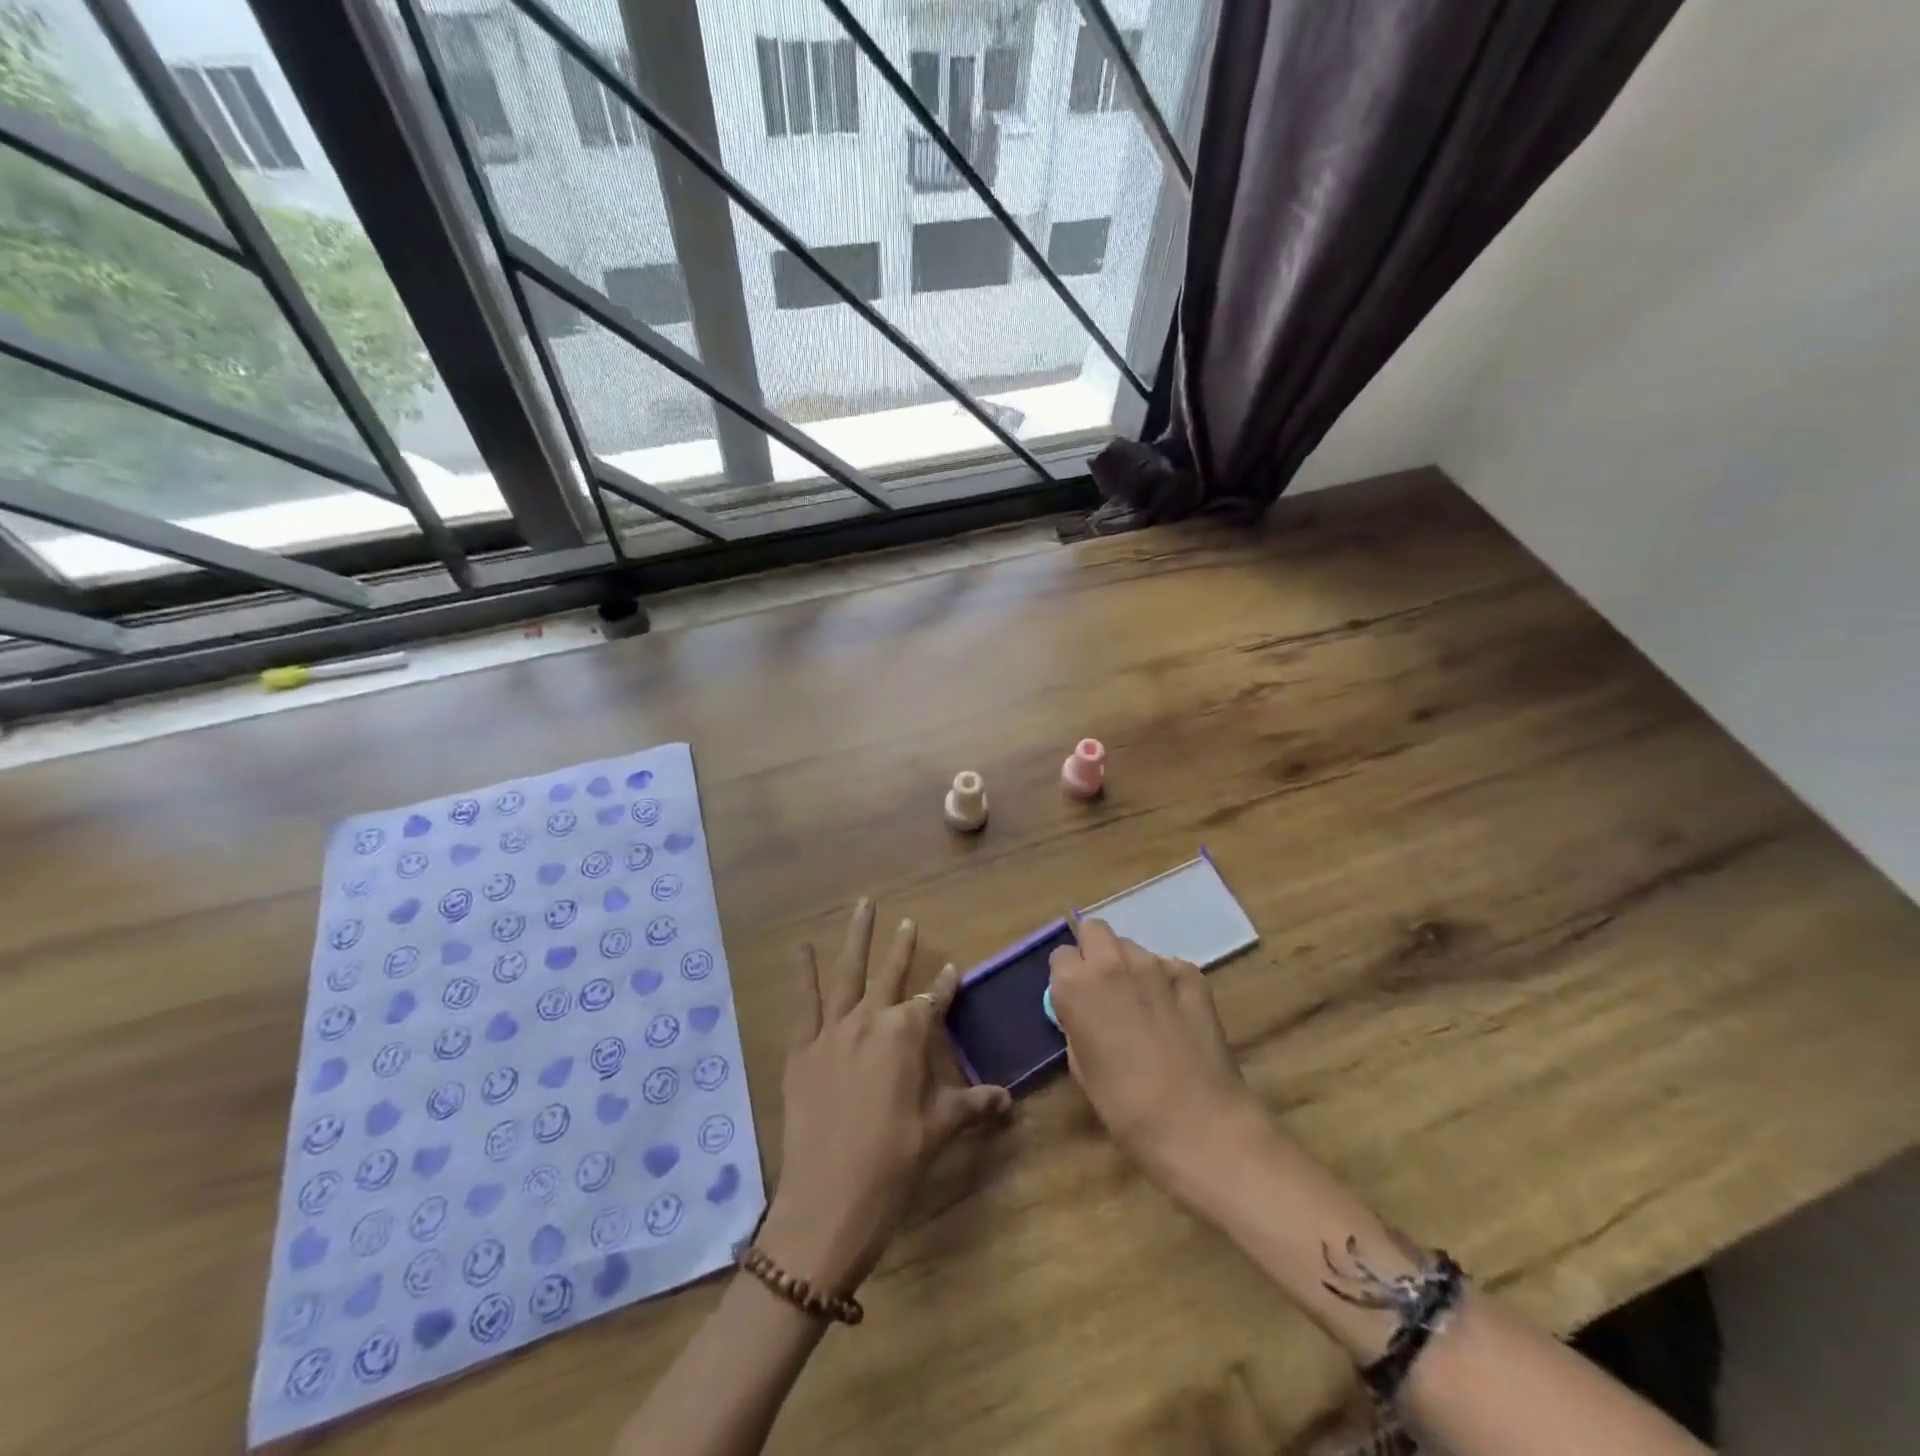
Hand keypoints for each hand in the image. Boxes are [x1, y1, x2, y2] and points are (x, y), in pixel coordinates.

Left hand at [758, 900, 1011, 1295]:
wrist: (828, 1202)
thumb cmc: (893, 1164)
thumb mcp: (939, 1130)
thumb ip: (972, 1105)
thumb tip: (1008, 1100)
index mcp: (908, 1035)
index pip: (932, 1002)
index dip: (944, 987)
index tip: (953, 970)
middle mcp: (872, 1020)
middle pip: (890, 974)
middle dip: (901, 947)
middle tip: (907, 921)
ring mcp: (833, 1031)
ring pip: (847, 973)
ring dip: (856, 938)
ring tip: (863, 905)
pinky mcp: (802, 1049)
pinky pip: (802, 1003)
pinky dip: (802, 974)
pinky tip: (801, 948)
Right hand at [1048, 918, 1255, 1190]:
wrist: (1199, 1125)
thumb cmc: (1126, 1107)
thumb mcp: (1082, 1067)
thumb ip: (1076, 1025)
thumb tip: (1083, 1012)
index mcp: (1076, 985)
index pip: (1060, 956)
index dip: (1067, 978)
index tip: (1076, 1001)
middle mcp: (1112, 963)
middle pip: (1095, 931)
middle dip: (1095, 952)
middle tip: (1104, 990)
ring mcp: (1156, 965)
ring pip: (1132, 948)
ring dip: (1130, 967)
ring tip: (1142, 1005)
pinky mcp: (1192, 975)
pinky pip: (1169, 965)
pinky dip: (1166, 981)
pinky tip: (1173, 1012)